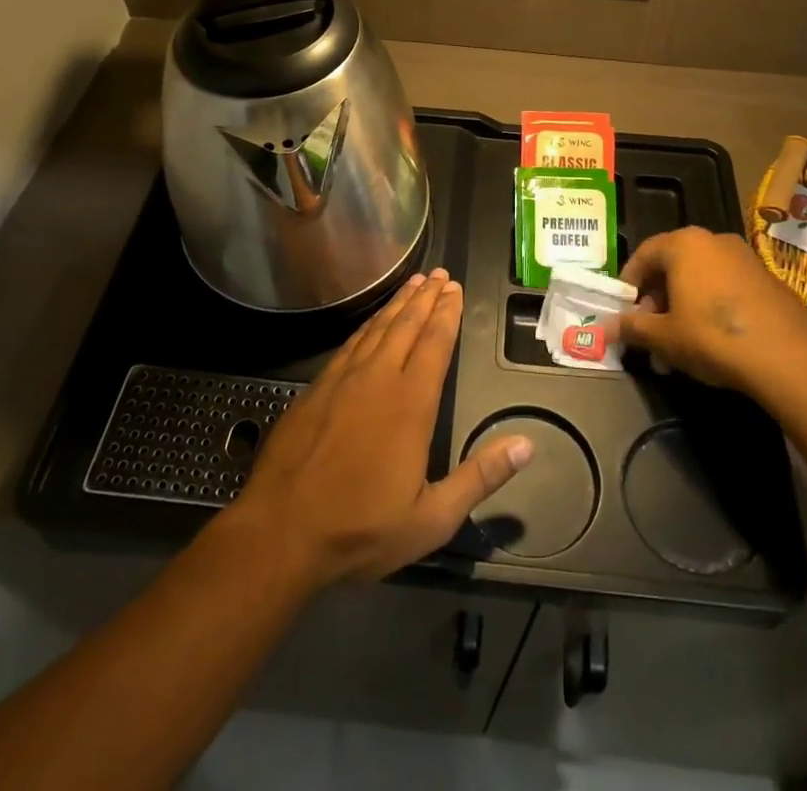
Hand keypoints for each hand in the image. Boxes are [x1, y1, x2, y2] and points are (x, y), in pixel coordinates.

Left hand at [224, 269, 531, 587]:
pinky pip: (350, 343)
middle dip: (426, 297)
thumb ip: (480, 477)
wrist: (280, 531)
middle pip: (407, 325)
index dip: (447, 314)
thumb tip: (526, 444)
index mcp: (411, 404)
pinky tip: (373, 321)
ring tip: (414, 283)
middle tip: (440, 274)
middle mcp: (378, 379)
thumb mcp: (432, 518)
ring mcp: (343, 379)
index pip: (435, 344)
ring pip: (377, 328)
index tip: (456, 289)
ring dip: (398, 303)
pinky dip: (368, 324)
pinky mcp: (316, 387)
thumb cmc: (361, 529)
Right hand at [617, 227, 806, 396]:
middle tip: (651, 328)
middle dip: (657, 296)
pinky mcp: (768, 279)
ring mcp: (745, 258)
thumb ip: (633, 328)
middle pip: (674, 264)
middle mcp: (713, 240)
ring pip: (701, 276)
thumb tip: (604, 327)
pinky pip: (727, 286)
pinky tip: (713, 340)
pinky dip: (712, 306)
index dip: (629, 282)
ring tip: (680, 341)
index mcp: (683, 244)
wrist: (789, 357)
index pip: (644, 253)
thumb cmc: (713, 336)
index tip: (624, 308)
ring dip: (684, 303)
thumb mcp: (664, 337)